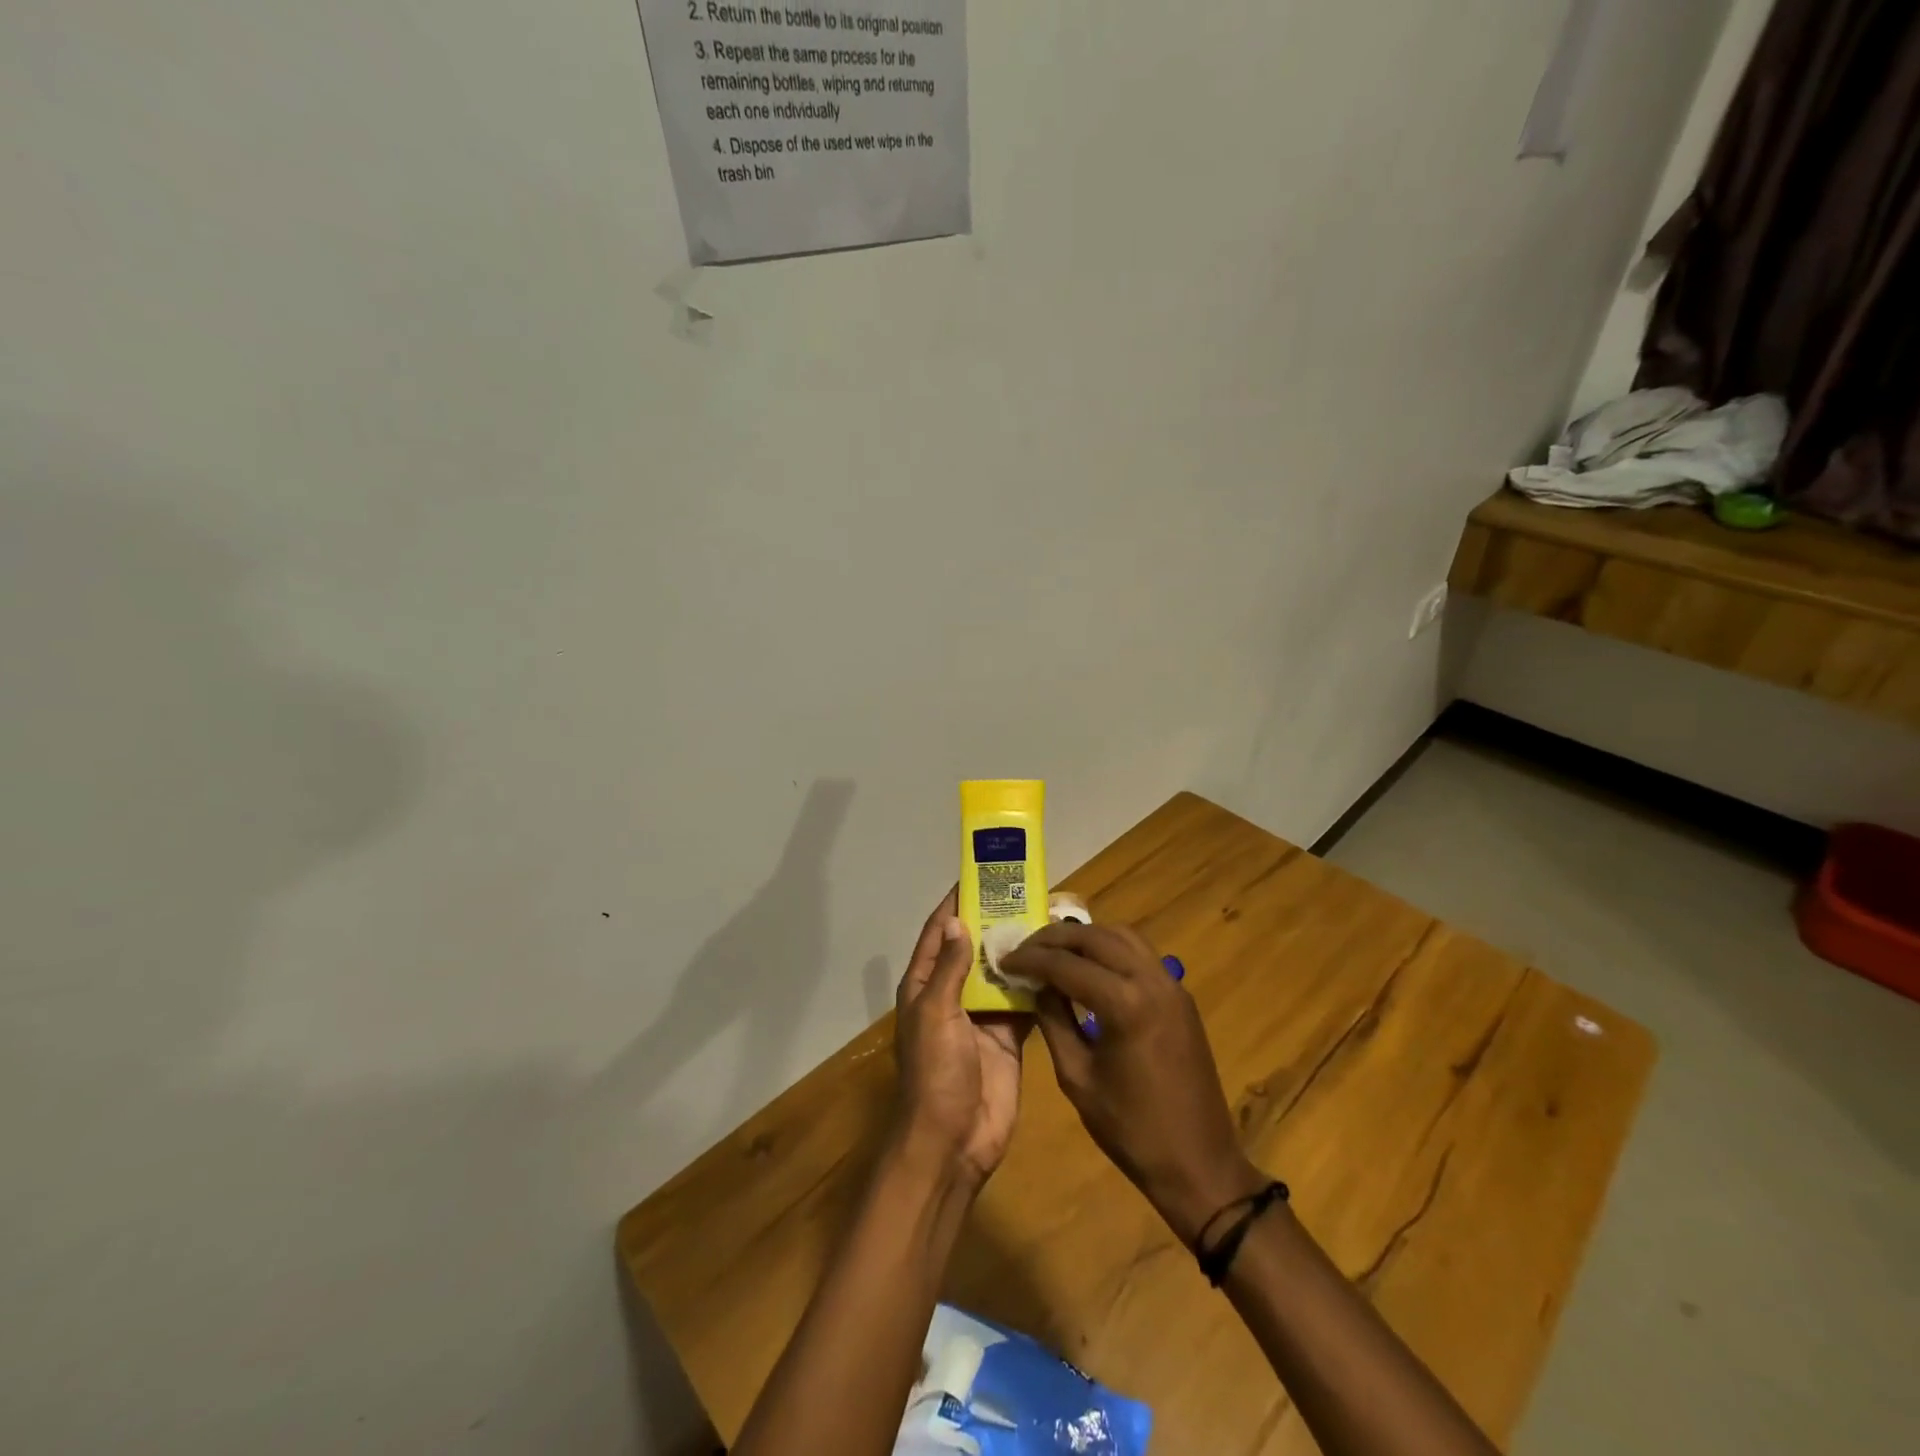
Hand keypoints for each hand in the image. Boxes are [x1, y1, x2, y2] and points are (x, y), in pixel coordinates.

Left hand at [891, 890, 1028, 1190]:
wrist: (954, 1141)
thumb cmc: (936, 1072)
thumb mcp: (936, 1014)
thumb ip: (948, 968)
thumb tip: (955, 919)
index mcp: (925, 985)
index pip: (939, 932)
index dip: (956, 903)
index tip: (980, 875)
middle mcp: (952, 994)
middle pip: (974, 948)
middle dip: (995, 922)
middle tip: (1026, 893)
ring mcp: (982, 1016)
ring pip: (1001, 972)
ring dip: (1019, 950)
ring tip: (1048, 919)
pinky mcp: (1009, 1036)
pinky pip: (1024, 1002)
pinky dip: (1038, 983)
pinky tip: (1059, 963)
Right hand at [1002, 922, 1265, 1243]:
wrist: (1199, 1163)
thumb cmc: (1131, 1130)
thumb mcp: (1077, 1077)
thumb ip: (1054, 1022)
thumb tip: (1037, 986)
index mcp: (1124, 1004)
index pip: (1066, 964)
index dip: (1031, 959)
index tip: (1005, 960)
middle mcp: (1151, 981)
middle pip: (1095, 937)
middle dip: (1055, 938)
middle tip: (1025, 948)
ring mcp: (1172, 984)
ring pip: (1122, 935)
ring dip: (1085, 936)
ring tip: (1054, 950)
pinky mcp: (1180, 995)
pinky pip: (1141, 953)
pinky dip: (1110, 948)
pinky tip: (1089, 965)